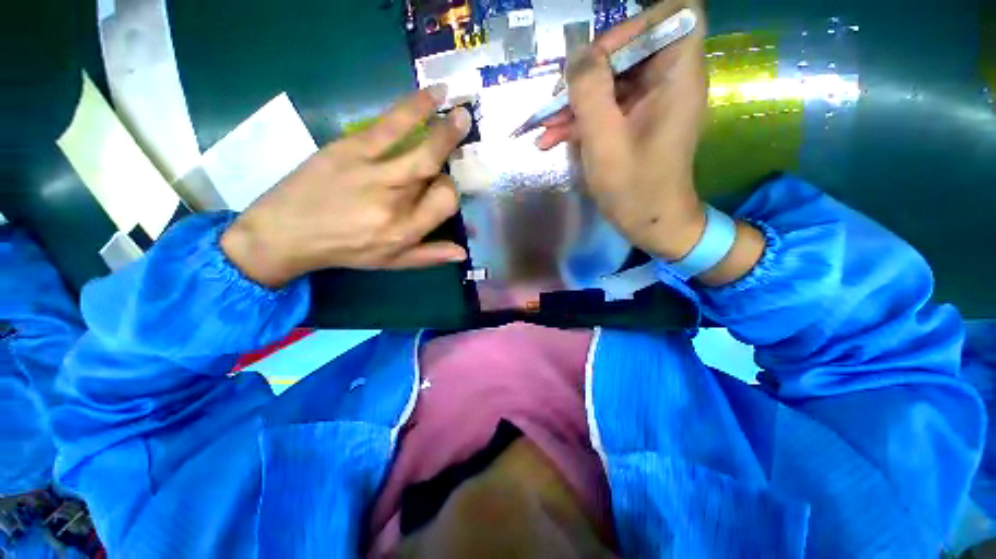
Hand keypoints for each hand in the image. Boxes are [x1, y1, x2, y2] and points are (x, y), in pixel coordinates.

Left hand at [221, 86, 471, 287]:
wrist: (286, 232)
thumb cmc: (345, 250)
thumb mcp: (391, 262)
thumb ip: (429, 256)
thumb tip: (463, 252)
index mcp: (405, 231)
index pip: (445, 203)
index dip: (451, 190)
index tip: (442, 183)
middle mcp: (394, 204)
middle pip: (436, 177)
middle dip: (452, 153)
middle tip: (465, 125)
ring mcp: (372, 174)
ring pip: (419, 150)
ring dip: (443, 129)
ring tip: (458, 109)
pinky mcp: (349, 150)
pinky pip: (389, 127)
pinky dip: (413, 109)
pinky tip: (431, 96)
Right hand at [536, 1, 707, 260]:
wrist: (649, 224)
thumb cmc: (634, 188)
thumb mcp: (605, 141)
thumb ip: (590, 92)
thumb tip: (576, 55)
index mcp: (677, 77)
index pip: (670, 15)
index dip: (631, 27)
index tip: (597, 58)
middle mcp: (668, 82)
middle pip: (629, 50)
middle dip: (587, 74)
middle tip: (556, 101)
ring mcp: (650, 104)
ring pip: (610, 82)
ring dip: (575, 102)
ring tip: (544, 128)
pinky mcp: (634, 123)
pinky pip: (606, 108)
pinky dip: (580, 121)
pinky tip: (550, 139)